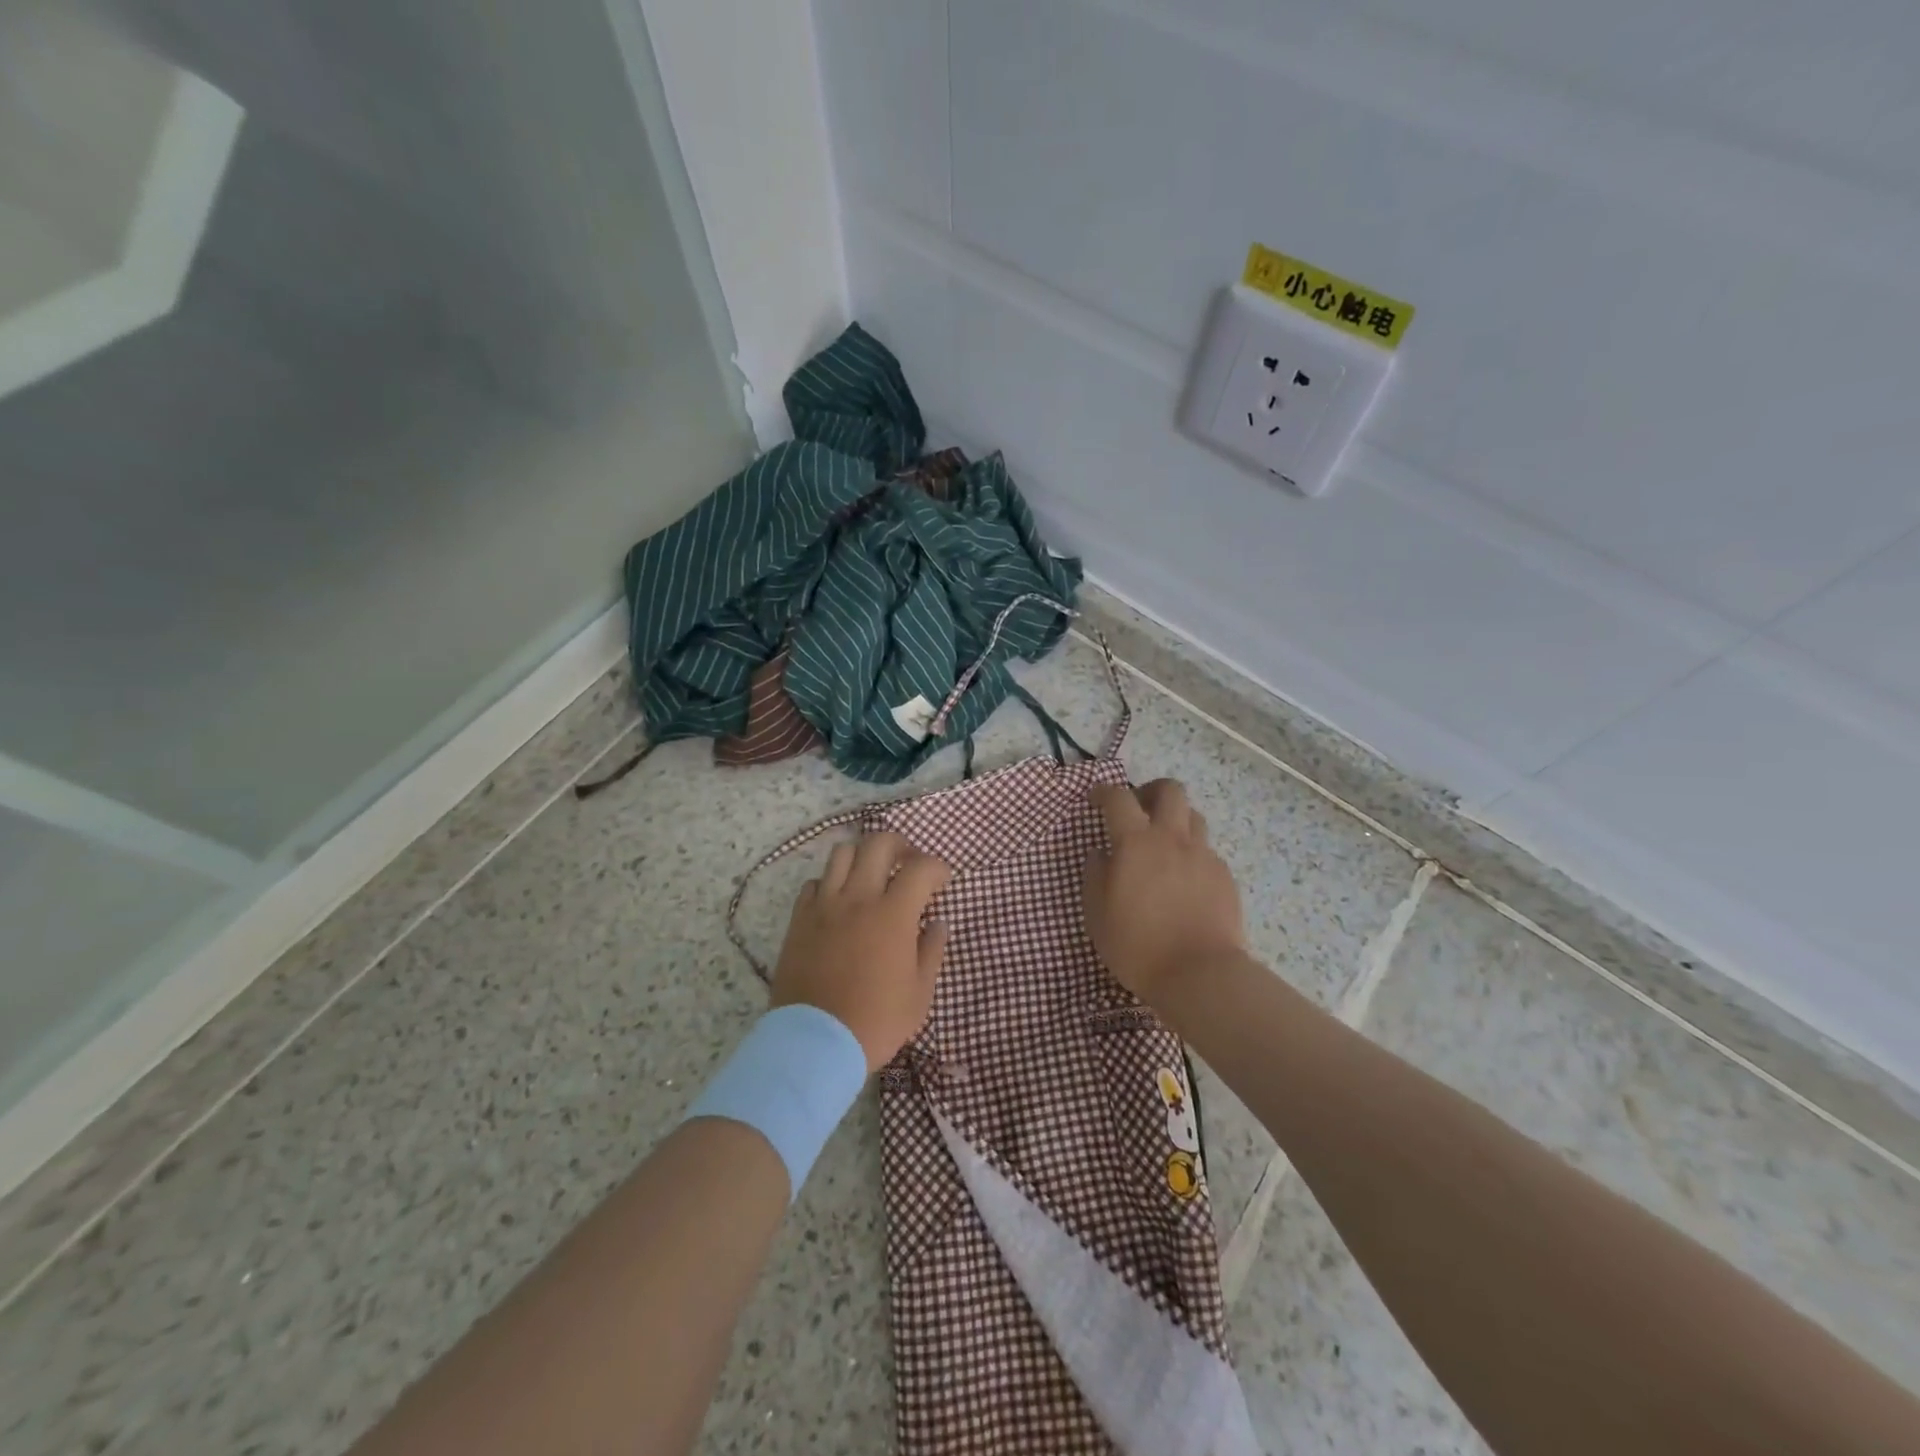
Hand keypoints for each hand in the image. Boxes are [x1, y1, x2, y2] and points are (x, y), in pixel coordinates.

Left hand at [771, 832, 951, 1072]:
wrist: (814, 1044)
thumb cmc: (876, 1021)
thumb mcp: (919, 993)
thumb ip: (931, 950)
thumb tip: (937, 922)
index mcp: (893, 914)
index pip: (920, 868)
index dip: (937, 868)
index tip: (942, 881)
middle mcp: (858, 898)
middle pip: (878, 844)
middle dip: (900, 845)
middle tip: (908, 863)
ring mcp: (824, 906)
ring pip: (842, 853)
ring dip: (863, 856)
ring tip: (872, 875)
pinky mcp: (799, 919)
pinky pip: (814, 883)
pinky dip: (831, 883)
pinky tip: (839, 901)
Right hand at [1083, 779, 1245, 1004]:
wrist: (1200, 975)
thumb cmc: (1137, 945)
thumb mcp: (1097, 914)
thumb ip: (1096, 876)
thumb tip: (1100, 854)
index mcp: (1136, 842)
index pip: (1119, 798)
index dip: (1104, 792)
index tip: (1096, 799)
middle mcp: (1172, 839)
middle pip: (1170, 790)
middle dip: (1151, 791)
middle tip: (1138, 809)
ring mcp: (1203, 856)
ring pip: (1193, 817)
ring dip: (1175, 819)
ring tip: (1163, 843)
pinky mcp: (1225, 876)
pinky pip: (1206, 851)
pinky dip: (1192, 854)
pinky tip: (1184, 880)